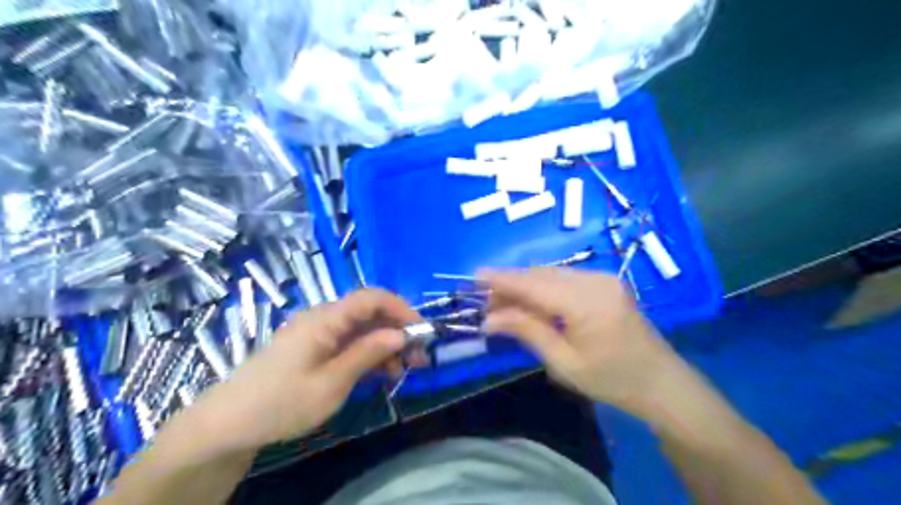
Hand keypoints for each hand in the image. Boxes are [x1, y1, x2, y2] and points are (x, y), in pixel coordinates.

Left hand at [182, 290, 422, 454]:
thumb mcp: (332, 382)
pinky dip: (368, 354)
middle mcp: (324, 318)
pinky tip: (380, 373)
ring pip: (362, 329)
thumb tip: (401, 334)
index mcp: (326, 319)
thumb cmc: (282, 402)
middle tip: (418, 358)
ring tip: (402, 371)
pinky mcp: (315, 347)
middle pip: (369, 313)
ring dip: (385, 345)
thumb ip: (368, 353)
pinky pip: (349, 342)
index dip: (401, 308)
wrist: (229, 423)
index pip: (371, 298)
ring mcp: (318, 333)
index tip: (422, 332)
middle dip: (397, 331)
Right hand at [482, 268, 687, 417]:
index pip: (533, 284)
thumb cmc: (612, 380)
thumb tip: (489, 319)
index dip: (502, 279)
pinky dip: (544, 287)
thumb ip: (527, 332)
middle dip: (511, 284)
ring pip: (552, 274)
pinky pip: (565, 278)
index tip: (474, 276)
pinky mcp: (605, 282)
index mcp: (586, 301)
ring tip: (503, 303)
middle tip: (485, 301)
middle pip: (541, 275)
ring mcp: (602, 278)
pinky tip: (531, 302)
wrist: (662, 383)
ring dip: (526, 285)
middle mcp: (594, 280)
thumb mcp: (564, 362)